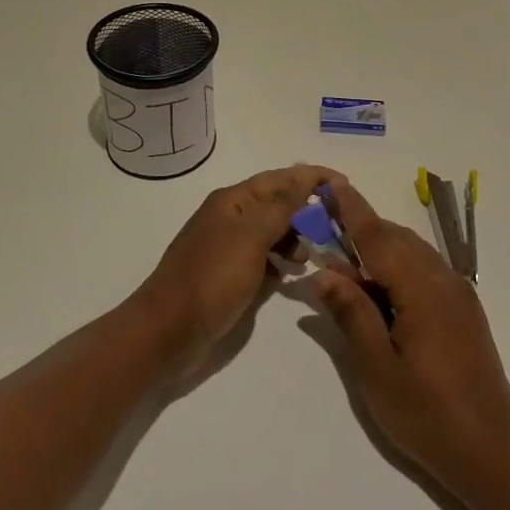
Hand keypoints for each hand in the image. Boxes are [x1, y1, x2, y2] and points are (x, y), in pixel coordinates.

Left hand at [132, 164, 344, 379]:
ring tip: (313, 256)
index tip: (344, 185)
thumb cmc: (210, 280)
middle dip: (306, 209)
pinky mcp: (227, 276)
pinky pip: (262, 258)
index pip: (280, 178)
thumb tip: (305, 175)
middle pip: (276, 203)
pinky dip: (280, 261)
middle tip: (337, 226)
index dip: (311, 178)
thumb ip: (281, 207)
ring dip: (295, 237)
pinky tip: (291, 275)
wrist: (165, 334)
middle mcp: (230, 218)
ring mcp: (227, 248)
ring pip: (271, 231)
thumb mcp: (250, 238)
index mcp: (233, 201)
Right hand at [310, 182, 509, 496]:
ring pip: (412, 253)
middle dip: (361, 230)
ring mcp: (458, 294)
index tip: (331, 183)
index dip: (352, 209)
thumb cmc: (427, 414)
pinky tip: (380, 291)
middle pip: (396, 239)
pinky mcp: (464, 310)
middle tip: (324, 236)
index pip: (377, 236)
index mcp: (422, 289)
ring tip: (346, 266)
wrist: (491, 452)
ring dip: (379, 250)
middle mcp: (444, 280)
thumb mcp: (376, 368)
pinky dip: (397, 268)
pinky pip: (425, 271)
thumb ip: (351, 313)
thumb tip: (326, 272)